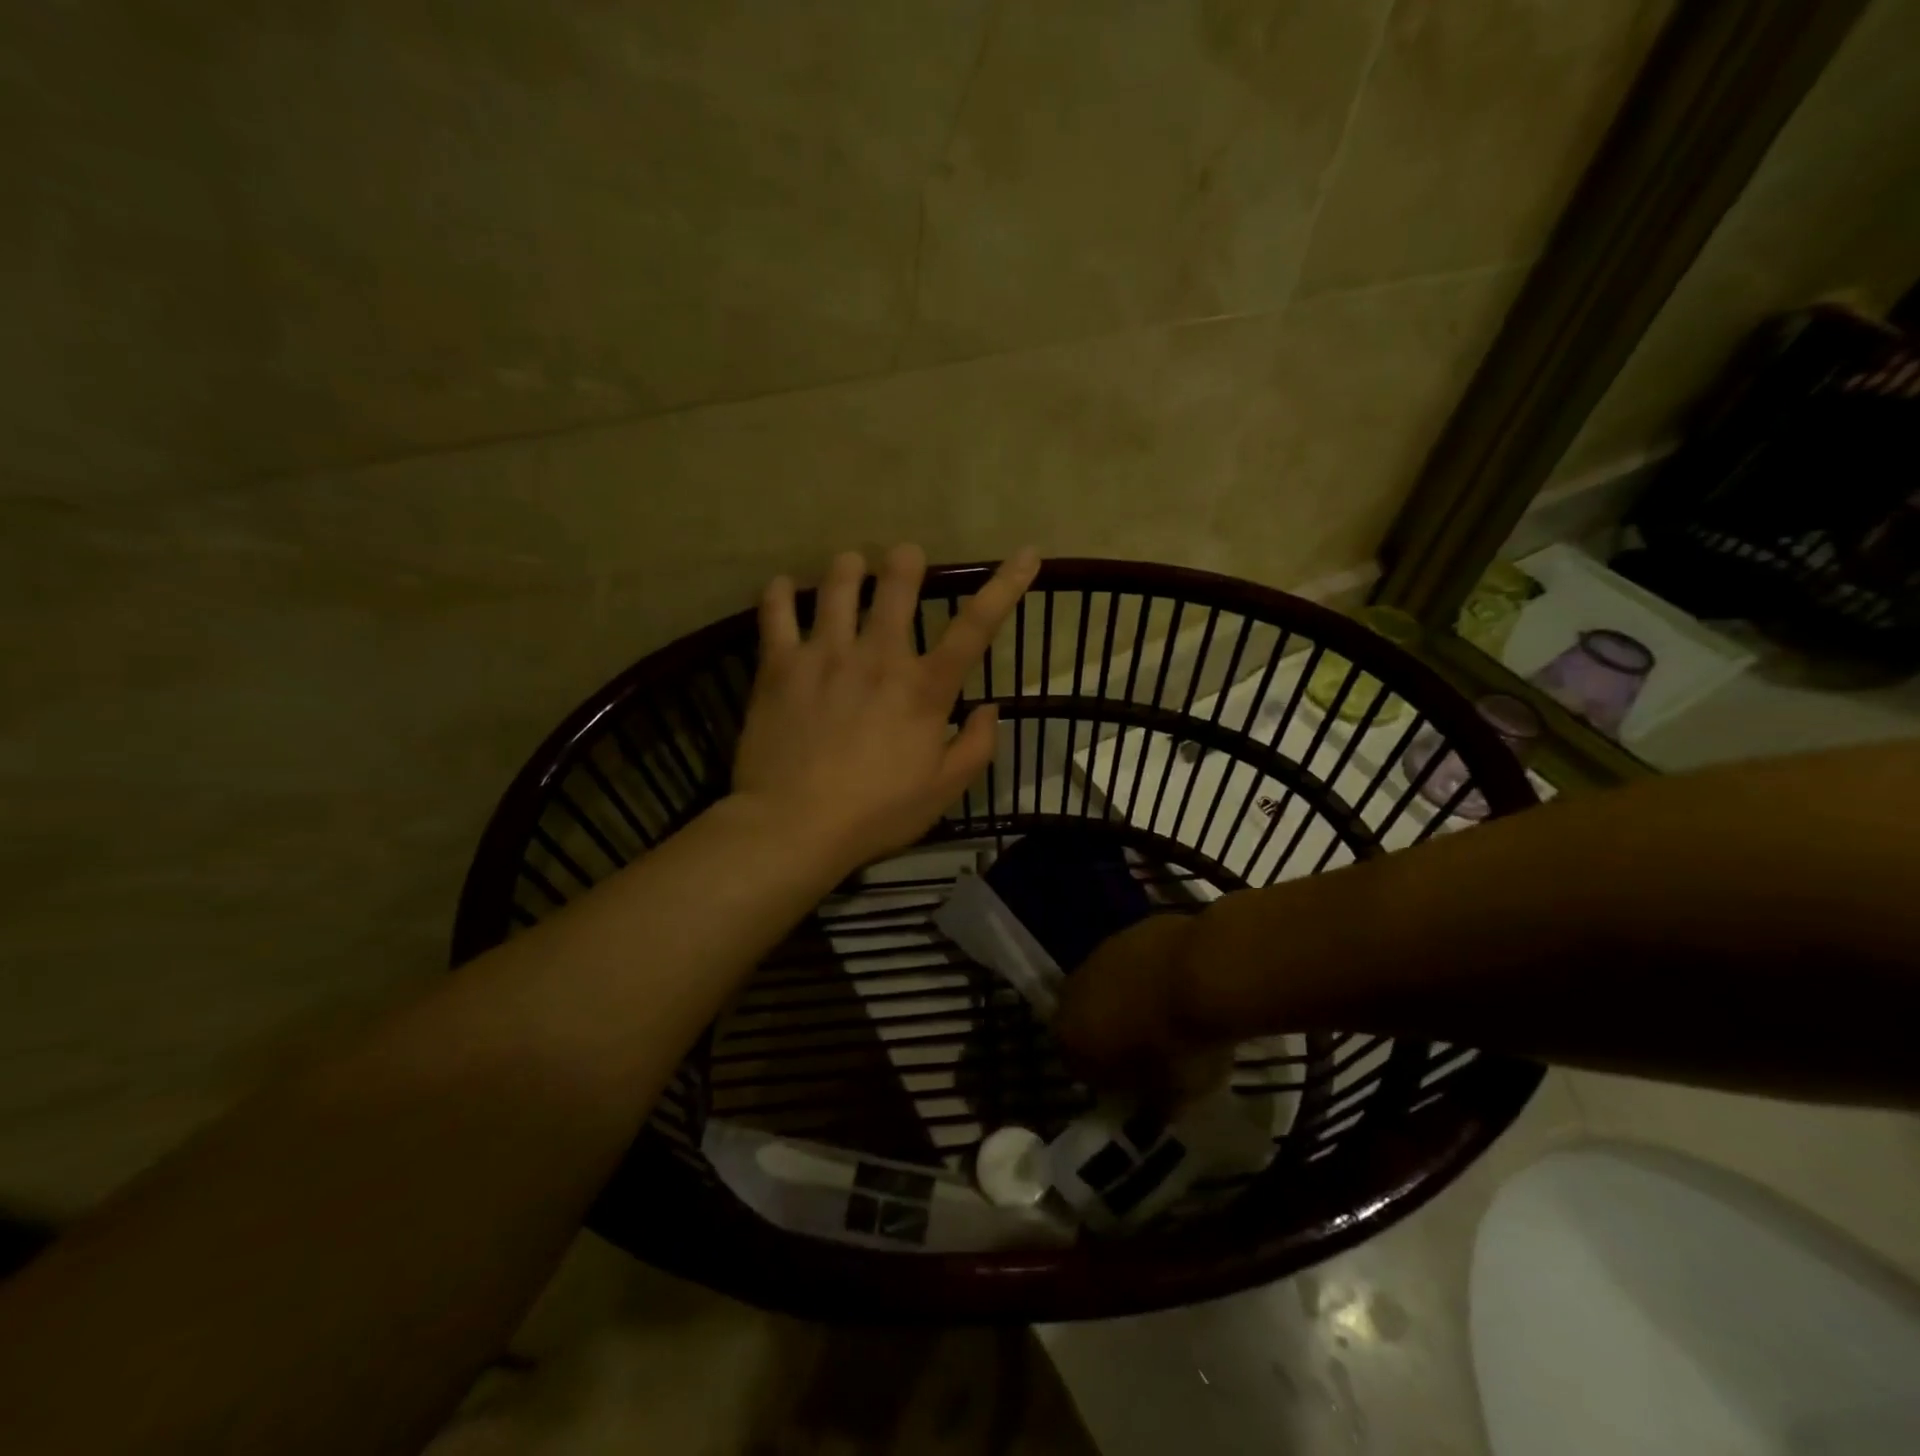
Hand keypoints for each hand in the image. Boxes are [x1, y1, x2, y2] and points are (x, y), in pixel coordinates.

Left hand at [731, 544, 1039, 872]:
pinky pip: (776, 613)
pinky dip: (780, 594)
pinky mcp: (780, 666)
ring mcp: (825, 656)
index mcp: (924, 689)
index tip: (1026, 554)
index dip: (1006, 585)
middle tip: (904, 557)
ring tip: (851, 564)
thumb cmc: (876, 814)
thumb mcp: (944, 792)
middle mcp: (878, 657)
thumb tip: (991, 708)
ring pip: (838, 587)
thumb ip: (977, 747)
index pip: (976, 626)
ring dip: (848, 568)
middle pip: (897, 586)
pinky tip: (784, 587)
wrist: (794, 827)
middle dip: (905, 562)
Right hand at [1054, 913, 1231, 1102]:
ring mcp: (1101, 954)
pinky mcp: (1130, 929)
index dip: (1102, 1076)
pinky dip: (1147, 973)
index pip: (1074, 1063)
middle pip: (1085, 1017)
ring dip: (1126, 998)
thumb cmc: (1182, 1046)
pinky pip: (1132, 961)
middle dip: (1108, 1031)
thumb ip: (1151, 1104)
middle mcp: (1074, 990)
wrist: (1207, 973)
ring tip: (1166, 1014)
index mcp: (1072, 1035)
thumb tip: (1149, 1109)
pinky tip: (1178, 985)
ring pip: (1107, 984)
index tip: (1130, 1085)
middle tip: (1145, 1048)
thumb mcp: (1171, 1097)